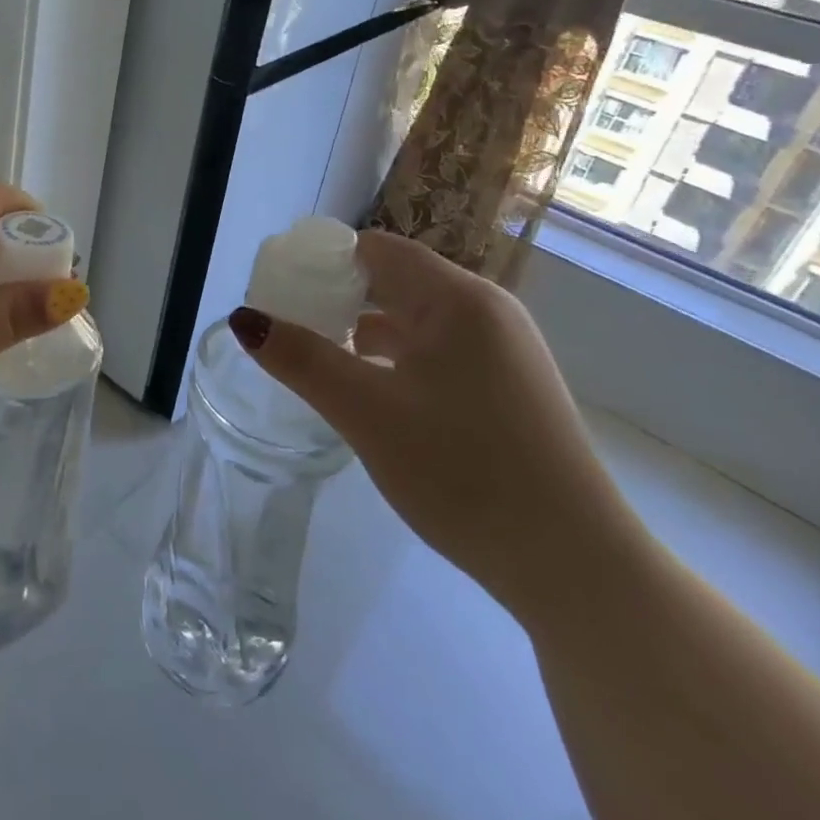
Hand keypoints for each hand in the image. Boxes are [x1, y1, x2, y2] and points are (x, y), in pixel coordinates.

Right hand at [227, 231, 648, 623]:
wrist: (576, 569)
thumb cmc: (464, 474)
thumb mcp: (366, 412)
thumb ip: (300, 358)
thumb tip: (243, 317)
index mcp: (457, 299)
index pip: (373, 250)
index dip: (320, 261)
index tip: (277, 290)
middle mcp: (486, 311)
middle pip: (393, 279)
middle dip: (336, 296)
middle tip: (287, 325)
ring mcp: (504, 350)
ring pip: (415, 317)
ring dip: (363, 327)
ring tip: (317, 356)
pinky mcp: (509, 387)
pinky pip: (438, 349)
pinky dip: (395, 356)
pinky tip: (369, 389)